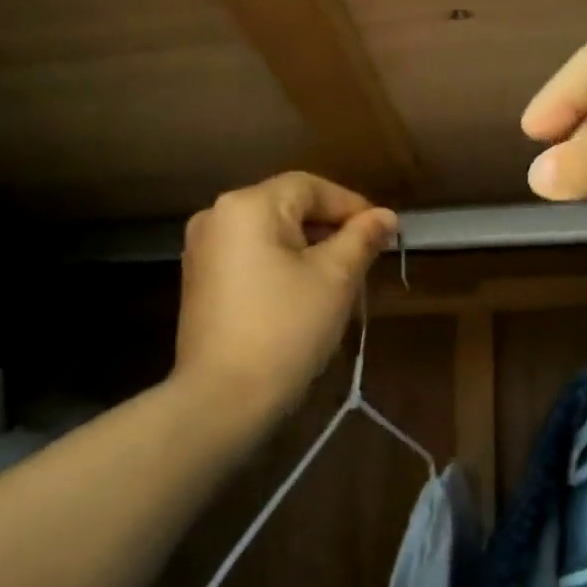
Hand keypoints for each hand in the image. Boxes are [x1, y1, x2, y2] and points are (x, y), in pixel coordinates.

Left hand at [173, 172, 396, 436]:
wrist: (223, 399)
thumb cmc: (286, 329)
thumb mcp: (335, 279)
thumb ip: (362, 238)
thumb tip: (386, 216)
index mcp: (248, 206)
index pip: (310, 188)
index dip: (351, 206)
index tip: (382, 233)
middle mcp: (217, 216)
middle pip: (288, 206)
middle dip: (330, 228)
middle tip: (366, 257)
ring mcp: (202, 249)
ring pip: (270, 232)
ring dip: (308, 247)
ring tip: (341, 277)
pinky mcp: (199, 279)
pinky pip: (251, 255)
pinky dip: (281, 263)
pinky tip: (303, 292)